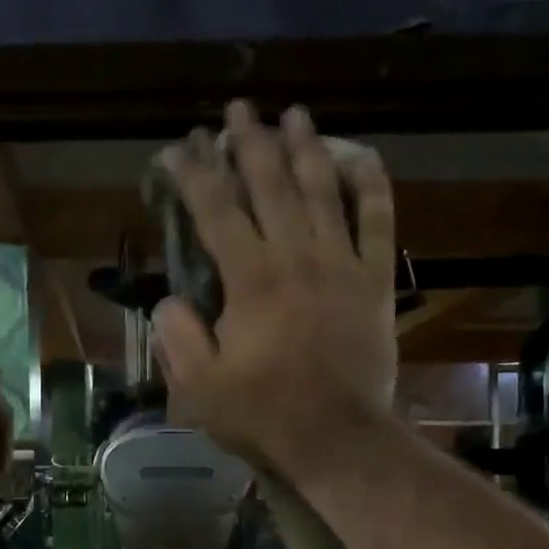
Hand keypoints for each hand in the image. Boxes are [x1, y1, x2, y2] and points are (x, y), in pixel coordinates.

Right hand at [152, 102, 398, 470]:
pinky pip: (379, 220)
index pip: (216, 210)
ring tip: (292, 114)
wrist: (339, 438)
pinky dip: (371, 185)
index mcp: (251, 280)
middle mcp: (297, 257)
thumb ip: (177, 338)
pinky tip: (361, 155)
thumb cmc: (265, 416)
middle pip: (270, 185)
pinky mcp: (376, 281)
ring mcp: (343, 265)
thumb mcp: (200, 388)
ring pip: (323, 190)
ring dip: (304, 147)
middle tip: (236, 110)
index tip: (177, 149)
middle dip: (248, 143)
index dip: (192, 174)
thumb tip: (169, 299)